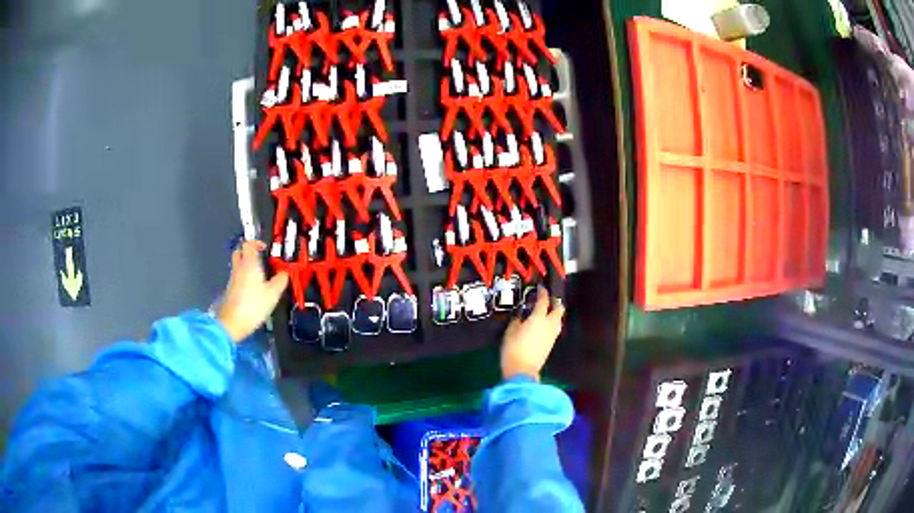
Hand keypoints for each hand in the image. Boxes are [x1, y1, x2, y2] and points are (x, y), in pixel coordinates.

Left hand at [216, 240, 288, 342]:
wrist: (232, 323)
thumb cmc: (253, 305)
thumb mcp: (273, 294)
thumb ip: (281, 280)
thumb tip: (285, 273)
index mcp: (249, 264)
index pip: (249, 244)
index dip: (256, 243)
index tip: (264, 248)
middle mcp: (239, 268)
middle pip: (239, 251)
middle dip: (249, 251)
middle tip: (260, 257)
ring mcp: (233, 279)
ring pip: (238, 264)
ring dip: (247, 264)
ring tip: (260, 274)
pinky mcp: (230, 289)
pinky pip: (237, 276)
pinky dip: (244, 276)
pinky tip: (253, 287)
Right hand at [500, 286, 564, 380]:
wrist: (522, 370)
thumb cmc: (514, 348)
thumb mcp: (511, 330)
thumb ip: (518, 319)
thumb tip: (522, 315)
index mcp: (539, 317)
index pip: (544, 300)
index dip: (543, 292)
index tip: (541, 288)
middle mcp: (549, 324)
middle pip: (558, 309)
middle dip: (555, 302)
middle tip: (548, 299)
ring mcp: (552, 334)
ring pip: (558, 319)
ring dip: (554, 313)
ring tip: (546, 312)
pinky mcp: (551, 343)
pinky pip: (555, 328)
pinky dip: (552, 323)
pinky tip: (544, 325)